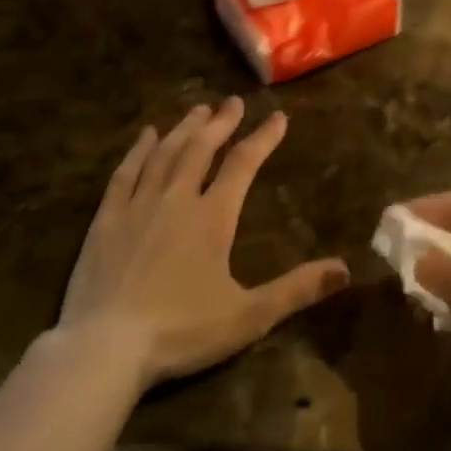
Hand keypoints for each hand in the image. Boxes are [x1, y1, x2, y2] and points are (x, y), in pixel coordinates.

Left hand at [58, 99, 349, 384]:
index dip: (263, 139)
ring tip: (198, 110)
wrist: (105, 348)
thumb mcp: (249, 316)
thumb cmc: (182, 331)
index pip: (243, 165)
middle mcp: (176, 199)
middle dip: (221, 123)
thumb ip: (297, 289)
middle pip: (201, 149)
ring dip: (184, 129)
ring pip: (164, 154)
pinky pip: (124, 173)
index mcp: (213, 217)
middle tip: (232, 102)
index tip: (278, 117)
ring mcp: (137, 206)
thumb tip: (345, 268)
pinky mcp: (105, 220)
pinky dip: (138, 150)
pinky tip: (145, 136)